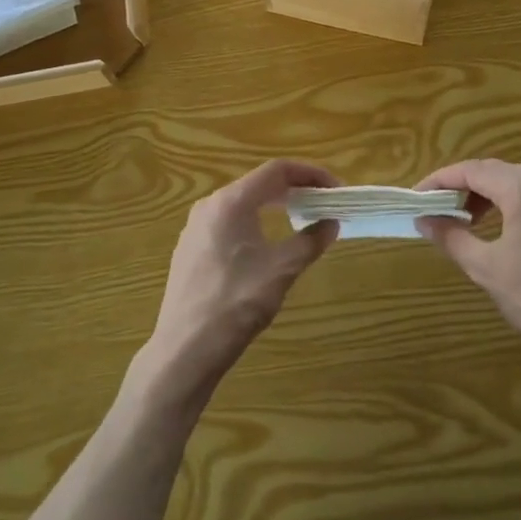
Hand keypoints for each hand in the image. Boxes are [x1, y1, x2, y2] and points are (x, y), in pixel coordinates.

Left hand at [138, 160, 341, 405]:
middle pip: (258, 183)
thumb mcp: (282, 270)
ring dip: (274, 206)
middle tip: (323, 203)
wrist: (185, 349)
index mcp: (231, 201)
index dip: (310, 174)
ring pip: (242, 203)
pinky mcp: (190, 249)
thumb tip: (331, 223)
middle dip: (294, 189)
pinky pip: (228, 222)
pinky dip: (254, 222)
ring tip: (300, 220)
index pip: (277, 170)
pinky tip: (266, 245)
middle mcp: (210, 205)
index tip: (335, 189)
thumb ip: (310, 241)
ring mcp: (195, 228)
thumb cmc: (236, 303)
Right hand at [415, 159, 520, 382]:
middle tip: (441, 205)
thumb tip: (424, 220)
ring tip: (470, 218)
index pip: (474, 170)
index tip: (420, 195)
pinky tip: (508, 229)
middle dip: (465, 184)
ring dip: (490, 192)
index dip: (442, 179)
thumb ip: (452, 237)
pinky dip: (516, 203)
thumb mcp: (486, 270)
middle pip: (498, 171)